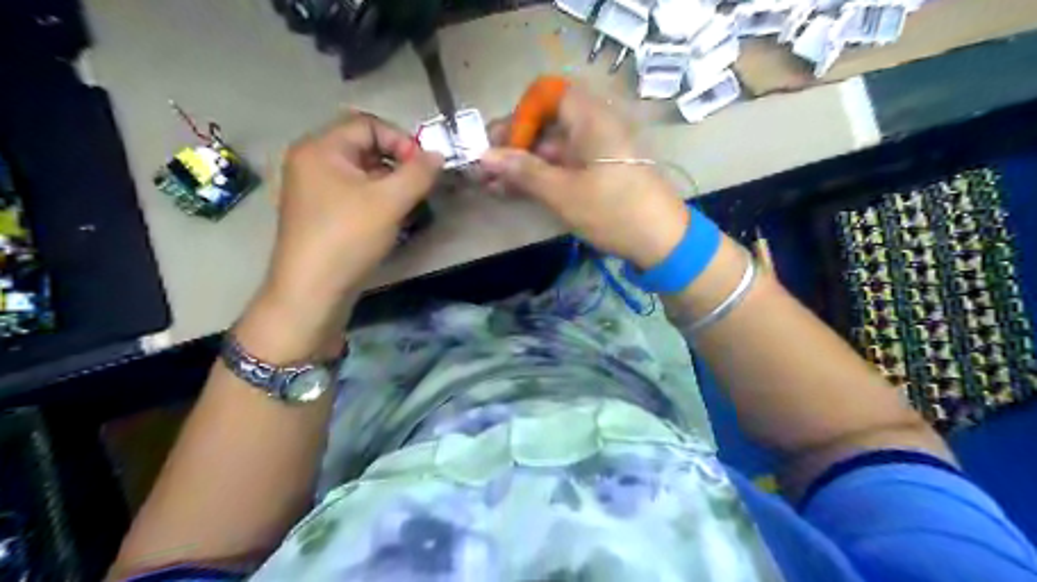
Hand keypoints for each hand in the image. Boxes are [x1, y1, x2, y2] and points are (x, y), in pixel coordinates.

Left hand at [264, 112, 440, 314]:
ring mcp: (312, 188)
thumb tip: (438, 155)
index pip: (367, 125)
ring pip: (360, 172)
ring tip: (408, 205)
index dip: (400, 140)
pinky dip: (375, 198)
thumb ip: (418, 173)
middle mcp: (311, 161)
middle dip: (396, 163)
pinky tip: (390, 219)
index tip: (423, 168)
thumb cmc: (348, 238)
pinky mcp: (318, 212)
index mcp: (320, 148)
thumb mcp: (389, 202)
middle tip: (418, 187)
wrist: (312, 291)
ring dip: (389, 183)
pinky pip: (352, 192)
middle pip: (363, 146)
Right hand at [483, 85, 690, 269]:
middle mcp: (595, 127)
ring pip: (554, 148)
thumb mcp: (563, 193)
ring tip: (492, 185)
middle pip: (548, 122)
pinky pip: (565, 166)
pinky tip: (516, 192)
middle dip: (514, 144)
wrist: (662, 242)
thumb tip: (484, 156)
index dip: (522, 113)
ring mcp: (598, 152)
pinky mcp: (600, 174)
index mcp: (591, 118)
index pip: (549, 94)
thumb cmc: (613, 210)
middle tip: (486, 168)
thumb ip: (523, 171)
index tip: (501, 141)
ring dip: (524, 164)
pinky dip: (542, 176)